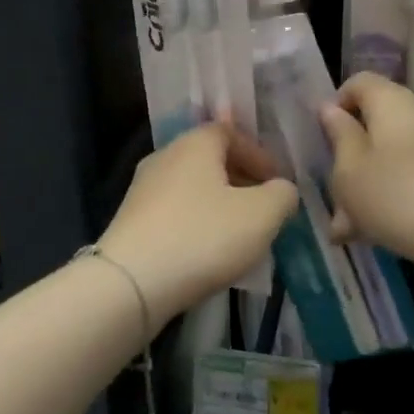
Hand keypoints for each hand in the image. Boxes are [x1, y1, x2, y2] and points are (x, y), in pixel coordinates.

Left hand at [97, 123, 297, 327]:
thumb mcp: (261, 215)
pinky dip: (196, 223)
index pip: (230, 132)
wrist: (131, 281)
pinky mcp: (131, 220)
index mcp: (194, 143)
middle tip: (263, 209)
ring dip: (219, 204)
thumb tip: (282, 190)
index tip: (277, 183)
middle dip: (241, 180)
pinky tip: (208, 252)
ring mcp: (142, 189)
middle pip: (209, 159)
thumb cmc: (203, 236)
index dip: (258, 154)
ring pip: (192, 187)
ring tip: (240, 235)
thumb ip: (282, 195)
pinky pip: (174, 212)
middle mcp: (164, 156)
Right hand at [318, 72, 413, 268]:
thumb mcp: (349, 168)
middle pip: (375, 123)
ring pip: (390, 157)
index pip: (359, 82)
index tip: (324, 138)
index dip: (336, 104)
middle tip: (333, 191)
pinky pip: (411, 177)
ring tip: (347, 228)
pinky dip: (391, 197)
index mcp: (391, 101)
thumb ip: (338, 134)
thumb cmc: (392, 193)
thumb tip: (331, 108)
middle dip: (349, 156)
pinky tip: (375, 234)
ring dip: (366, 185)